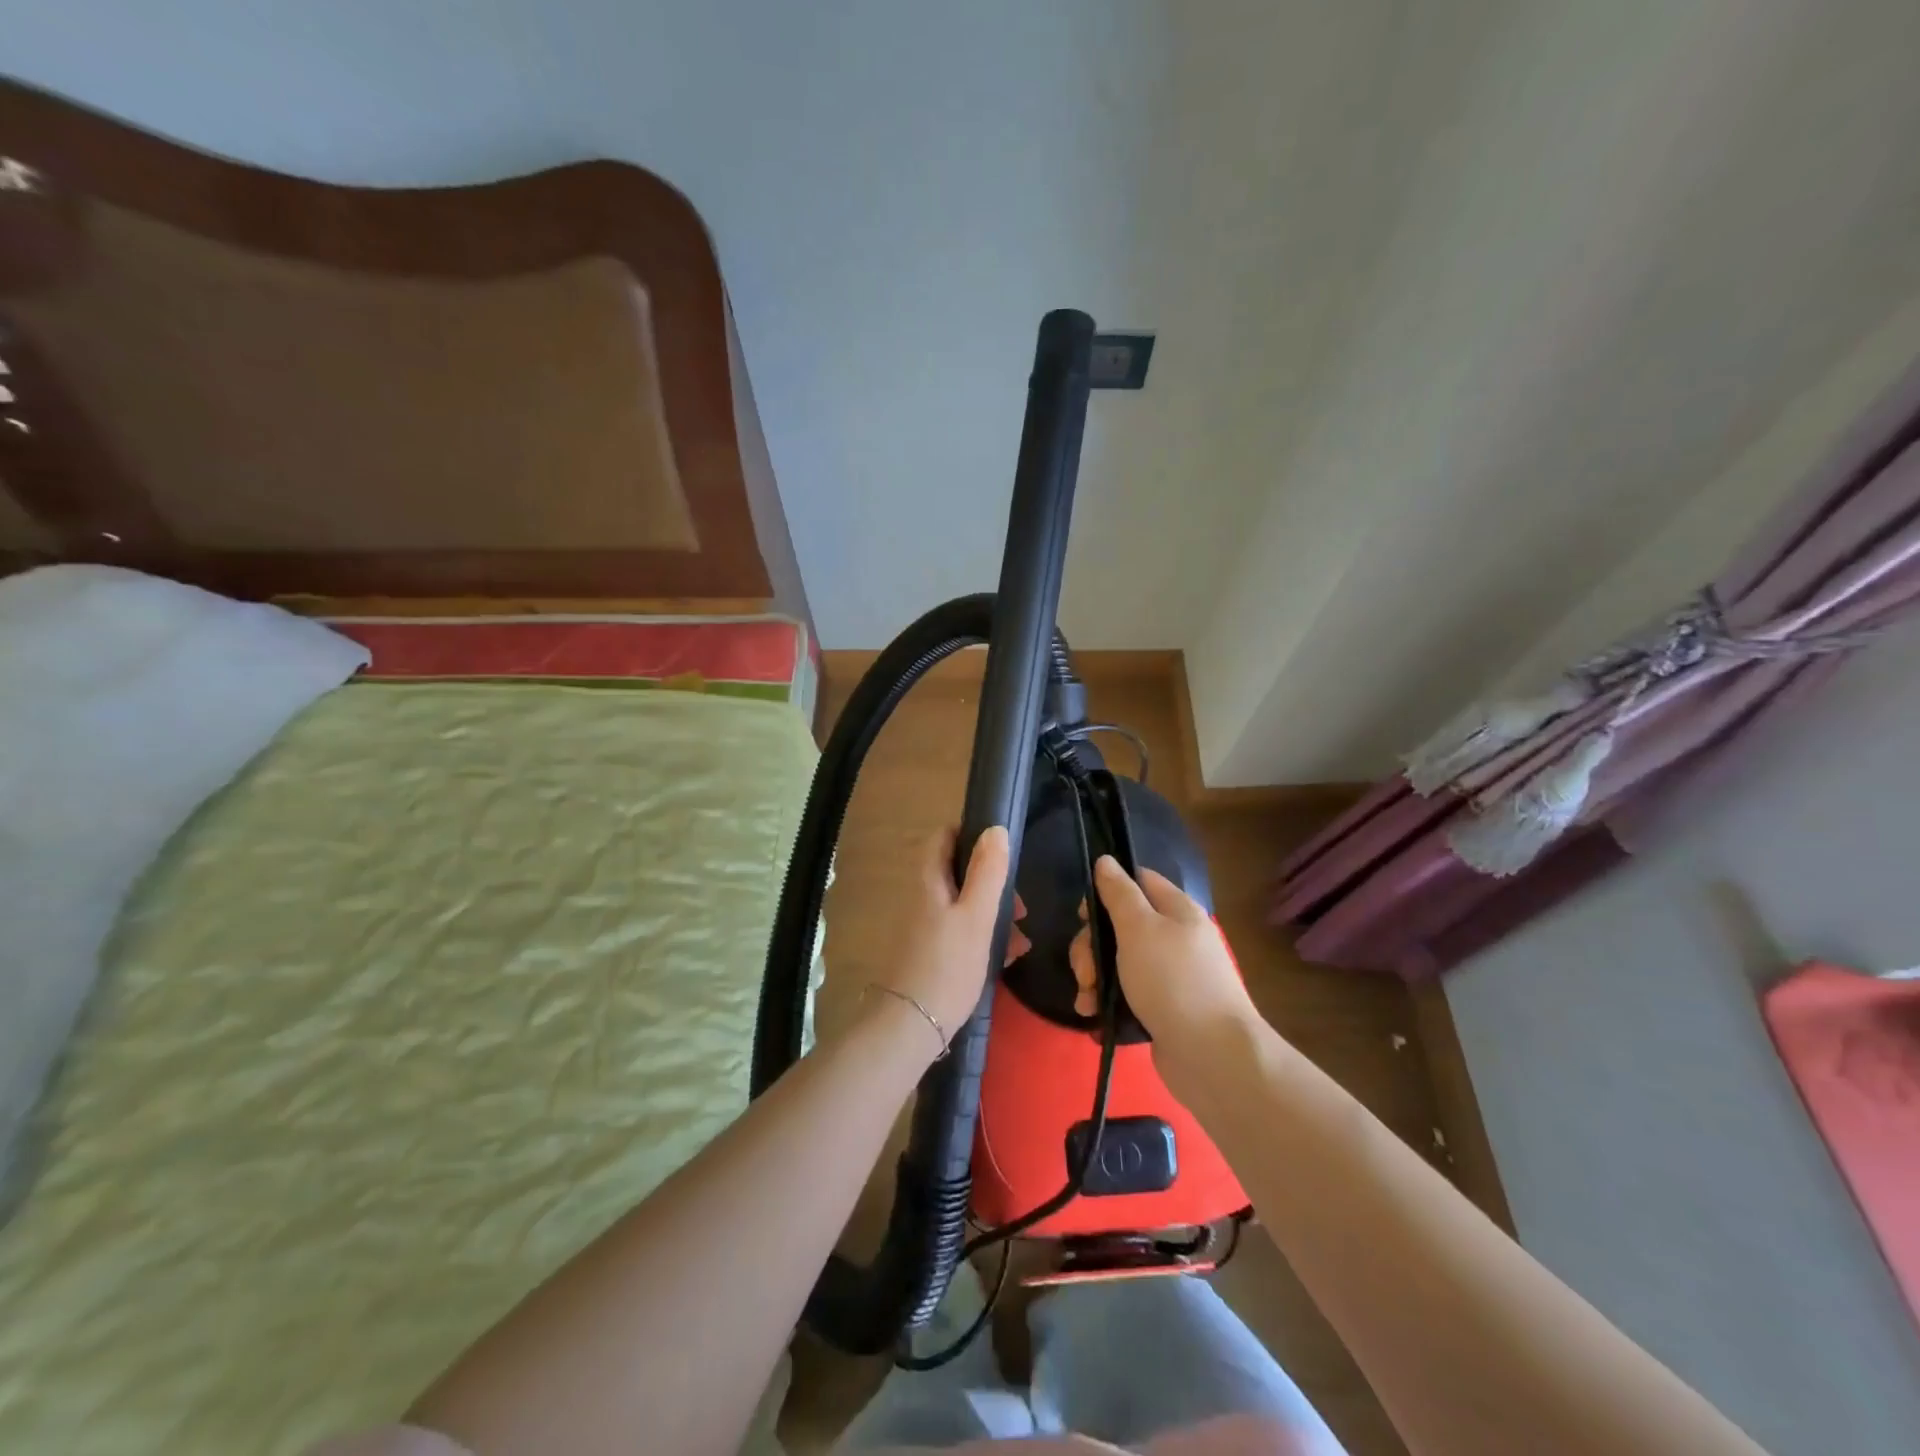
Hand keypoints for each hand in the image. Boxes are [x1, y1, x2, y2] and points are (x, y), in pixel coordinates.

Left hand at [873, 826, 1025, 1053]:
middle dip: (993, 883)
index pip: (943, 836)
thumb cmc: (948, 965)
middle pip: (959, 872)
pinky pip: (961, 931)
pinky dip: (984, 936)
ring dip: (994, 913)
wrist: (911, 1026)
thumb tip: (995, 829)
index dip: (971, 834)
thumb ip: (987, 872)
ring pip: (964, 904)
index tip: (1001, 851)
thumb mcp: (977, 916)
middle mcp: (922, 897)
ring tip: (1020, 937)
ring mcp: (924, 926)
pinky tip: (1007, 956)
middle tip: (1020, 906)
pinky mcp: (930, 952)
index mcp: (929, 880)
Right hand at [1069, 857, 1256, 1048]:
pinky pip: (1127, 995)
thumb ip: (1119, 893)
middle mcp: (1177, 938)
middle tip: (1084, 971)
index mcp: (1178, 910)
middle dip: (1092, 947)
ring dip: (1094, 978)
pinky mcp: (1164, 1010)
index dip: (1106, 891)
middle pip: (1122, 926)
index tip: (1083, 916)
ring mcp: (1171, 976)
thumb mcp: (1139, 928)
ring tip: (1086, 1001)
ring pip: (1120, 963)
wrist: (1212, 1056)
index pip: (1138, 881)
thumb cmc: (1173, 980)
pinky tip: (1094, 1018)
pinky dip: (1108, 1003)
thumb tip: (1106, 860)